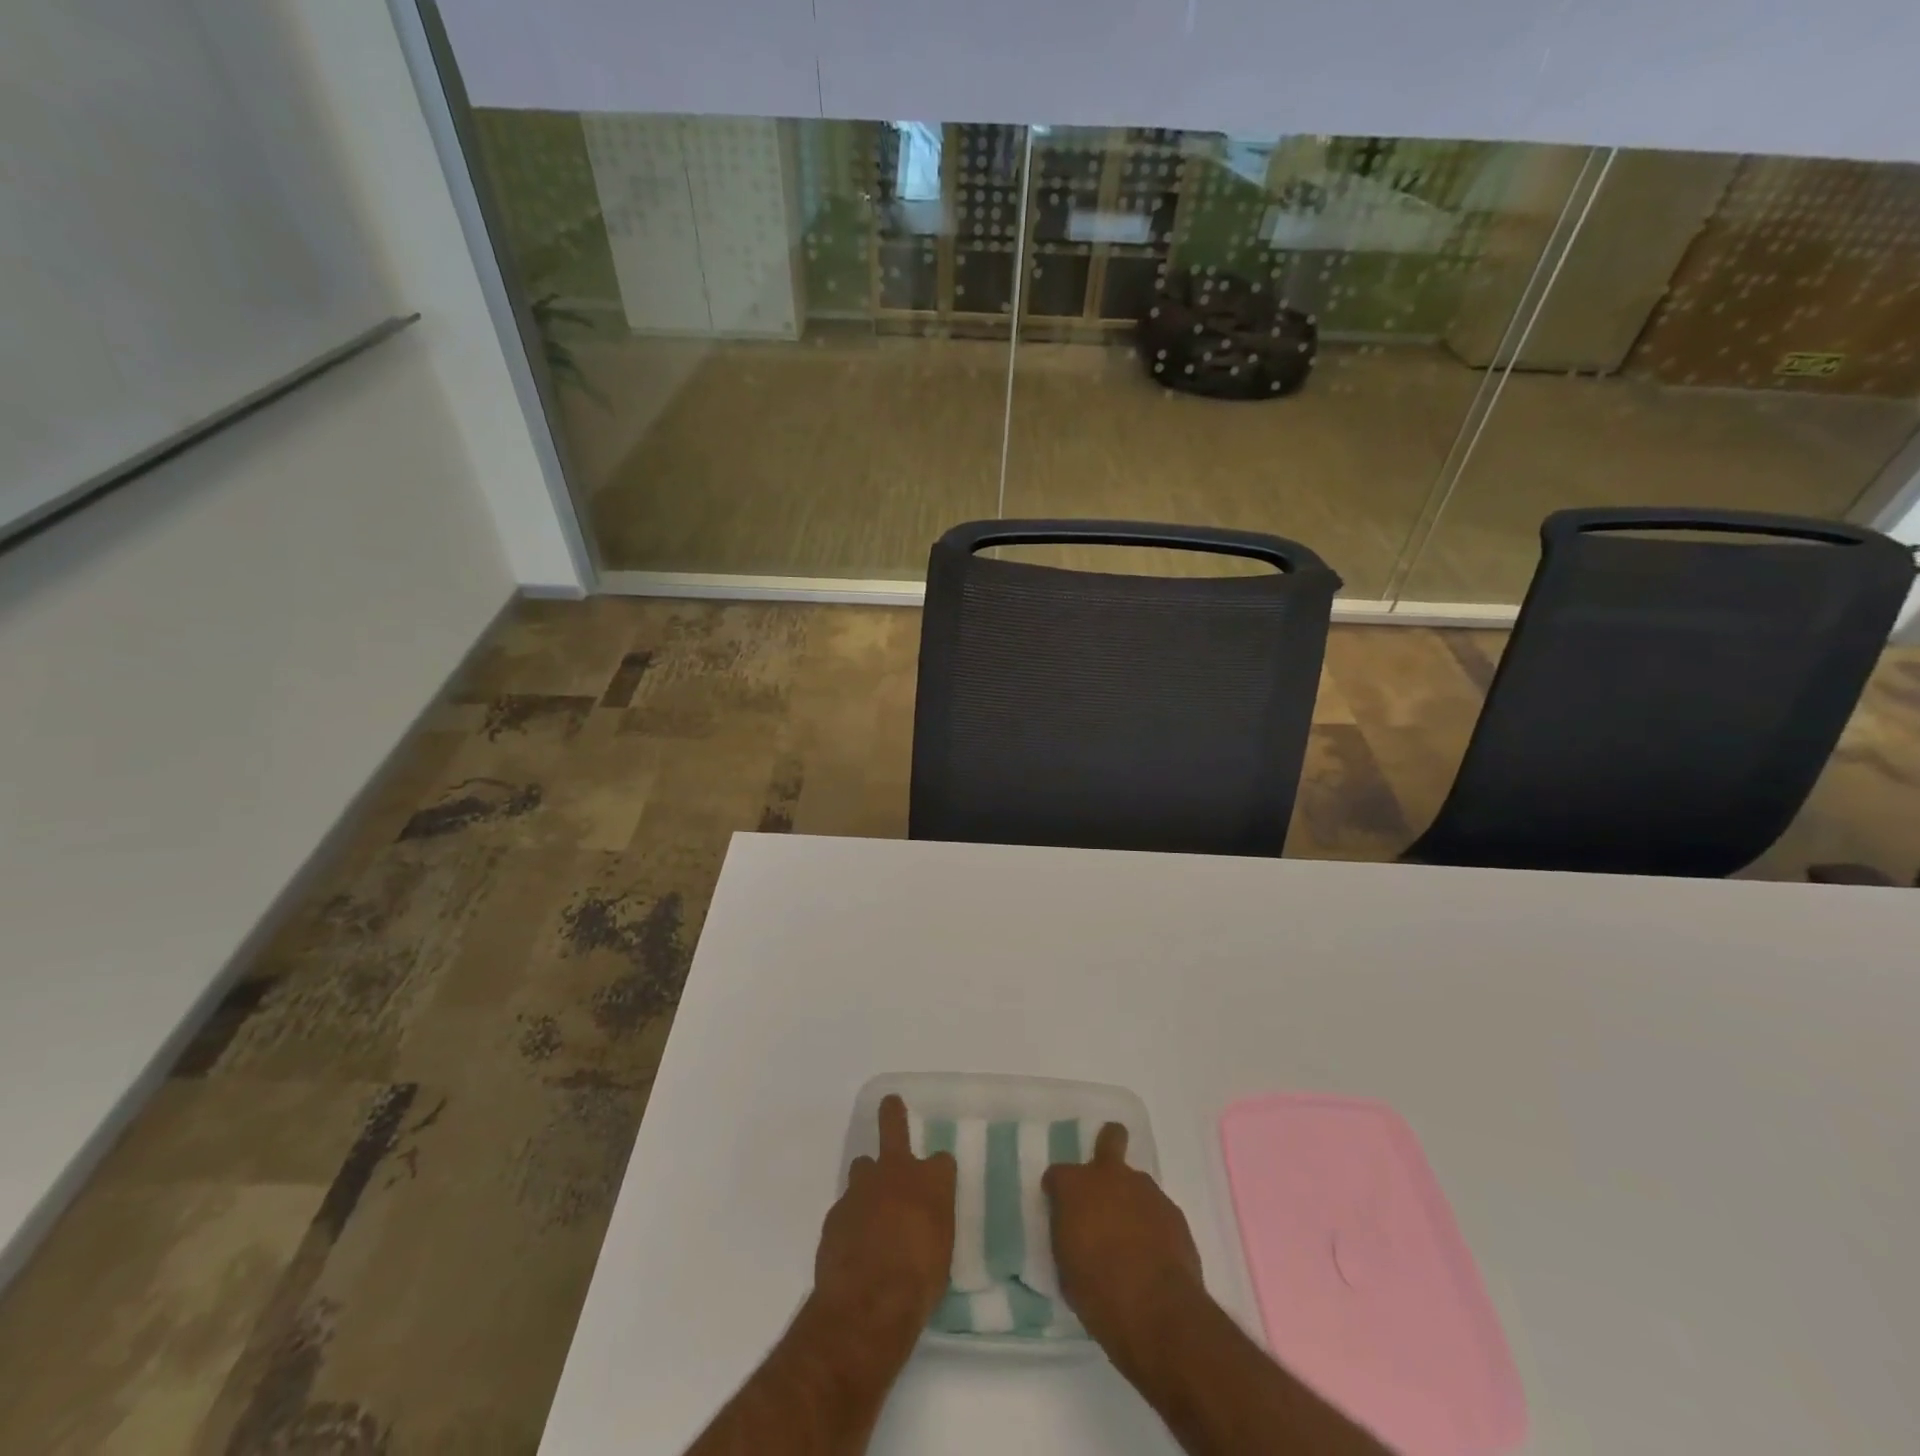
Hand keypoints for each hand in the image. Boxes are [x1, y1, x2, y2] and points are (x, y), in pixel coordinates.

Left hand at [812, 1094, 955, 1348]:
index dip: (940, 1171)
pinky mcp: (835, 1213)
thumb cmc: (920, 1281)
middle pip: (894, 1128)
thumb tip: (925, 1221)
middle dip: (892, 1114)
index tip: (940, 1181)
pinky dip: (852, 1218)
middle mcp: (896, 1173)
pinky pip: (847, 1207)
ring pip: (863, 1166)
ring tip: (871, 1203)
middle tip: (890, 1103)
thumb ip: (932, 1225)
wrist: (868, 1301)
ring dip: (868, 1179)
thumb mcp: (941, 1253)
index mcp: (932, 1182)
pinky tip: (854, 1243)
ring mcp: (861, 1189)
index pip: (942, 1161)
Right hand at [1044, 1122, 1203, 1365]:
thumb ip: (1068, 1234)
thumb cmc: (1097, 1293)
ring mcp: (1145, 1190)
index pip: (1057, 1175)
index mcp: (1074, 1186)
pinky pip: (1157, 1210)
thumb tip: (1075, 1229)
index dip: (1057, 1191)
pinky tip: (1154, 1253)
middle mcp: (1109, 1176)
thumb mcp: (1065, 1267)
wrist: (1156, 1311)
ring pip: (1136, 1182)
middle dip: (1109, 1143)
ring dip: (1131, 1200)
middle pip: (1110, 1139)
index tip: (1060, 1211)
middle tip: (1106, 1172)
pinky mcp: (1173, 1211)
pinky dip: (1153, 1225)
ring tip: (1133, 1236)